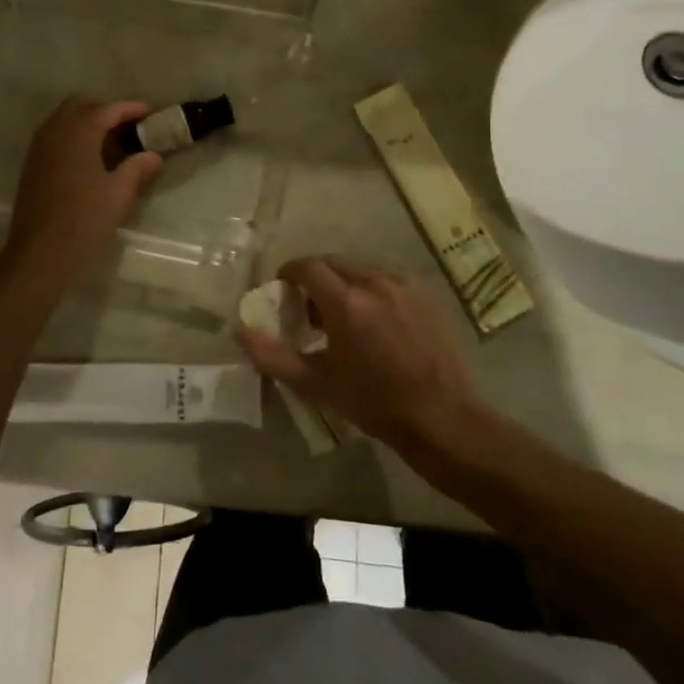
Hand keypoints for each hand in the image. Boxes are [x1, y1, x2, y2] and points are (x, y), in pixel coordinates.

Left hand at [4, 97, 163, 288]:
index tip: (150, 112)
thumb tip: (153, 156)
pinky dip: (72, 137)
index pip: (107, 109)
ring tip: (111, 142)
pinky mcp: (31, 165)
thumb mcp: (118, 194)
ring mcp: (39, 148)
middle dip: (105, 111)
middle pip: (81, 106)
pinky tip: (89, 159)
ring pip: (64, 120)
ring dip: (87, 123)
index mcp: (78, 133)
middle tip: (129, 126)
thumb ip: (137, 169)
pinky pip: (54, 136)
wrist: (39, 253)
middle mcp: (55, 132)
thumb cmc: (84, 220)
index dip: (130, 108)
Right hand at [236, 256, 489, 451]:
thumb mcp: (316, 384)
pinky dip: (372, 293)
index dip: (289, 273)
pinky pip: (388, 282)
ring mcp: (405, 287)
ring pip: (361, 272)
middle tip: (308, 309)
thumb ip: (273, 356)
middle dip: (315, 279)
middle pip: (333, 264)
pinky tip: (377, 326)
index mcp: (346, 302)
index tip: (282, 290)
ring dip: (344, 285)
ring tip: (344, 320)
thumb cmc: (374, 403)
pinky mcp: (427, 297)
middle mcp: (375, 283)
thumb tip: (241, 331)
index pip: (307, 266)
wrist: (443, 419)